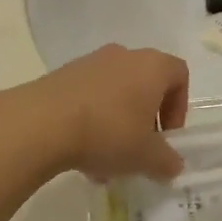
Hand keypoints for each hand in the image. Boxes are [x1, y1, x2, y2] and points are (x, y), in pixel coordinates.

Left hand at [9, 44, 188, 182]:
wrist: (42, 122)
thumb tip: (174, 165)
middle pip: (146, 83)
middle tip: (138, 148)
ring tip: (105, 159)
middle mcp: (125, 55)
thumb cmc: (108, 132)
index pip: (179, 75)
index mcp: (152, 66)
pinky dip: (92, 119)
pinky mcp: (64, 74)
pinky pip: (89, 95)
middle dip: (145, 118)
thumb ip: (166, 161)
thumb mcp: (145, 156)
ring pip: (116, 91)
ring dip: (117, 122)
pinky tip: (80, 152)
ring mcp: (92, 62)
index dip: (179, 107)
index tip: (166, 136)